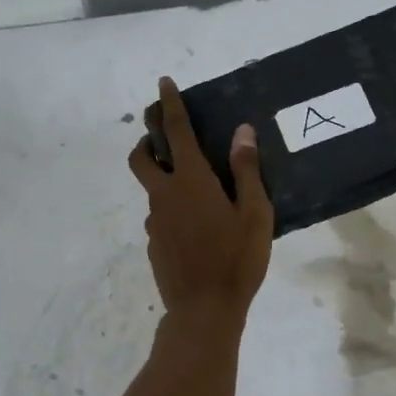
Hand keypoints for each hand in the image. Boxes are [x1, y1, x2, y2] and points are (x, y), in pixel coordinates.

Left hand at [128, 77, 272, 317]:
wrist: (204, 311)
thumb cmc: (237, 260)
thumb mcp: (255, 213)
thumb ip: (246, 170)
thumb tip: (241, 131)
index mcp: (191, 181)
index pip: (176, 131)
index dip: (169, 104)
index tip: (163, 83)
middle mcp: (164, 195)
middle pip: (141, 157)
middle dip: (146, 139)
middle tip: (161, 136)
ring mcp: (154, 221)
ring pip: (151, 189)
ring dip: (164, 180)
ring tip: (197, 193)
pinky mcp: (153, 244)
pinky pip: (159, 216)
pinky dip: (171, 210)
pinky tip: (196, 229)